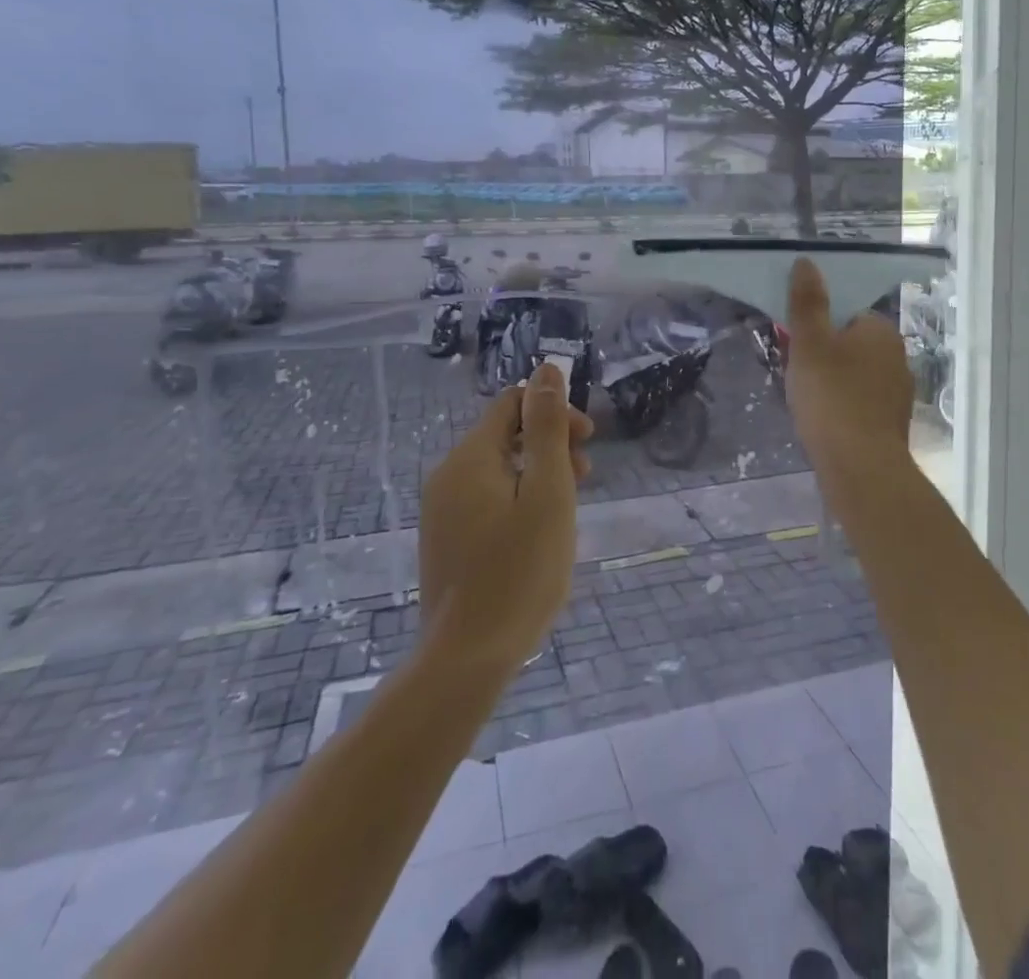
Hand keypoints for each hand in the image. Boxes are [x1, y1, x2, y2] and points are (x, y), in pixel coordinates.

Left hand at [417, 363, 593, 672]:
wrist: (466, 659)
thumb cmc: (519, 571)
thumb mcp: (548, 493)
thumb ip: (547, 428)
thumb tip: (546, 369)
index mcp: (470, 458)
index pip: (512, 404)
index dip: (554, 411)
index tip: (586, 443)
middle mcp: (447, 476)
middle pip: (504, 435)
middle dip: (549, 443)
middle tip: (585, 477)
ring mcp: (442, 511)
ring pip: (498, 470)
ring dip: (537, 473)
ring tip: (568, 507)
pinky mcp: (446, 540)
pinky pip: (486, 499)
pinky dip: (518, 500)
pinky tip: (539, 533)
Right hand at [784, 257, 915, 494]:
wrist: (861, 468)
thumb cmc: (832, 398)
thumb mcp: (809, 344)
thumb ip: (808, 303)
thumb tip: (806, 262)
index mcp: (881, 331)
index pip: (848, 314)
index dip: (820, 327)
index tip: (799, 346)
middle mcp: (898, 356)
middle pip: (852, 344)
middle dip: (826, 355)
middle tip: (798, 374)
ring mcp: (899, 392)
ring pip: (857, 375)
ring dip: (835, 383)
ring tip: (808, 401)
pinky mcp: (893, 423)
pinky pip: (862, 403)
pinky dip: (844, 408)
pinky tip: (825, 423)